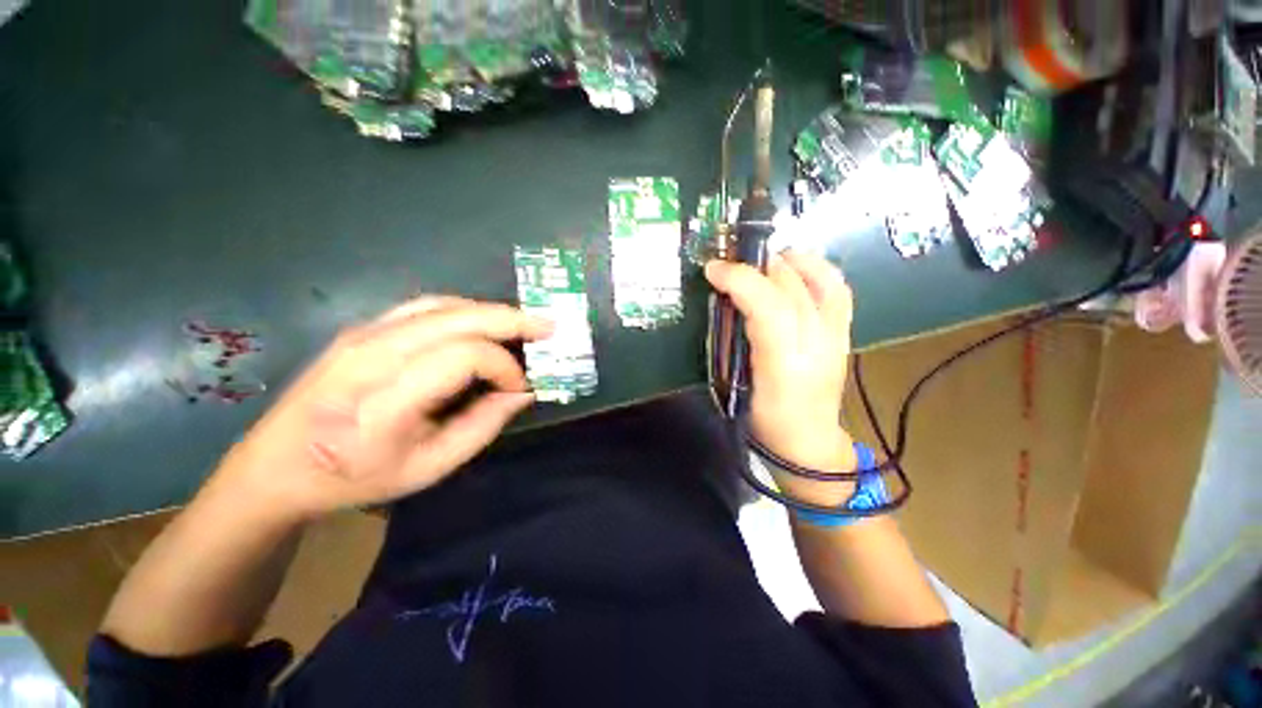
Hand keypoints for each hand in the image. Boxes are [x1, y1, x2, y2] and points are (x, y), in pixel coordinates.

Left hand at [205, 297, 552, 522]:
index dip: (504, 366)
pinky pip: (426, 306)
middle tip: (548, 327)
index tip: (519, 387)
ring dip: (491, 312)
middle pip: (459, 319)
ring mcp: (364, 334)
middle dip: (512, 320)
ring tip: (523, 323)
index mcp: (387, 399)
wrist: (278, 467)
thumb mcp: (431, 467)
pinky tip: (482, 323)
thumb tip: (523, 391)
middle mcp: (373, 354)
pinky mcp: (362, 328)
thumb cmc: (356, 478)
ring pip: (445, 305)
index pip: (465, 357)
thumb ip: (484, 425)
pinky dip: (465, 311)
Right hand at [705, 251, 856, 501]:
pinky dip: (817, 270)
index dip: (739, 279)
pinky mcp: (845, 333)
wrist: (809, 443)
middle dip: (756, 266)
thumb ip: (732, 342)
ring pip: (821, 280)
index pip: (768, 306)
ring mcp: (836, 335)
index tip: (713, 269)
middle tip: (728, 264)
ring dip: (788, 262)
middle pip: (792, 286)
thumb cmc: (765, 420)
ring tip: (761, 261)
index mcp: (784, 363)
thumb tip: (725, 302)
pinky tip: (796, 270)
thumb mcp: (737, 385)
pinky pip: (838, 289)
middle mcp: (817, 342)